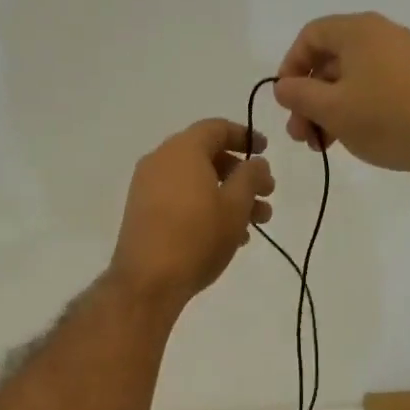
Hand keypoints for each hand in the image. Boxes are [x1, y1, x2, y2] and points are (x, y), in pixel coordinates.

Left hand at [109, 119, 274, 308]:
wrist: (147, 281)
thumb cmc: (197, 236)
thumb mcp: (236, 205)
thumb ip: (251, 177)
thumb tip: (256, 162)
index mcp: (182, 150)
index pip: (217, 128)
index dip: (245, 136)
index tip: (266, 150)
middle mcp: (160, 161)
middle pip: (207, 156)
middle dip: (241, 174)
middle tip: (267, 194)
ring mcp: (147, 187)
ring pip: (196, 181)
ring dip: (228, 195)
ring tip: (256, 223)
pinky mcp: (143, 212)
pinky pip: (180, 198)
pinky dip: (206, 207)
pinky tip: (228, 235)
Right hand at [273, 12, 409, 178]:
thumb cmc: (384, 117)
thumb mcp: (330, 108)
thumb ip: (298, 94)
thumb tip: (283, 86)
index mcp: (358, 30)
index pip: (310, 36)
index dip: (290, 67)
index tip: (285, 101)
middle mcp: (381, 34)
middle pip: (330, 60)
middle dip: (308, 98)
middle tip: (300, 134)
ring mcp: (403, 57)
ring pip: (350, 78)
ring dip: (328, 109)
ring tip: (321, 144)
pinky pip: (373, 87)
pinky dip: (354, 109)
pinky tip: (349, 138)